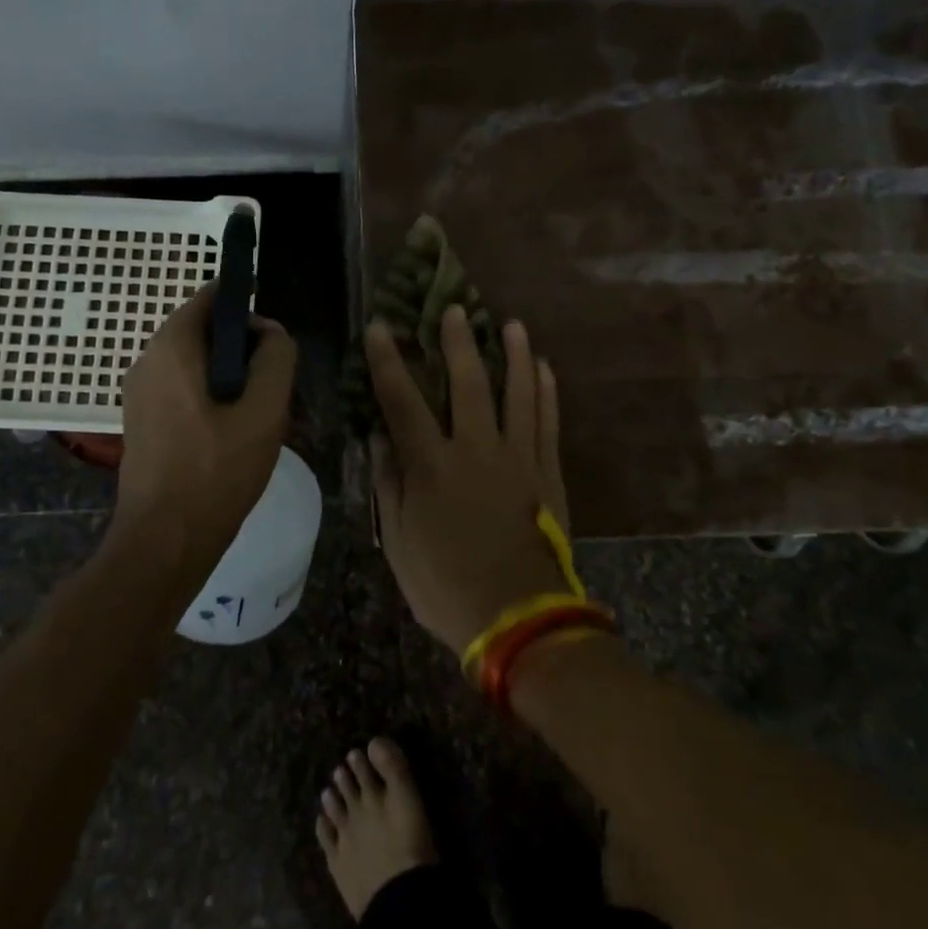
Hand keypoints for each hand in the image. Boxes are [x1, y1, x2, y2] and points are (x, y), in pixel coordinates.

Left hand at [113, 283, 297, 575]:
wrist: (164, 541)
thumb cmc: (217, 471)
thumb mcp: (265, 411)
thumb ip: (276, 358)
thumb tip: (271, 332)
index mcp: (171, 347)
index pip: (210, 296)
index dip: (247, 308)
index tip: (273, 344)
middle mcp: (147, 360)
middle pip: (203, 330)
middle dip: (242, 349)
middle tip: (269, 388)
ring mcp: (139, 392)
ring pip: (195, 363)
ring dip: (228, 377)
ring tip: (255, 416)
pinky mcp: (141, 420)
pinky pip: (181, 389)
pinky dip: (209, 397)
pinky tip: (230, 435)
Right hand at [366, 306, 570, 654]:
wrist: (520, 619)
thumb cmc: (446, 584)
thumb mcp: (399, 542)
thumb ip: (389, 484)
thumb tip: (379, 437)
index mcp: (432, 466)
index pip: (402, 400)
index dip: (389, 361)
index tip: (381, 327)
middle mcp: (475, 449)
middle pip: (468, 382)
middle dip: (458, 342)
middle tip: (455, 308)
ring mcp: (518, 458)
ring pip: (518, 392)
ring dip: (515, 355)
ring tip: (512, 324)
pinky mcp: (547, 472)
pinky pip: (548, 421)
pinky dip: (547, 391)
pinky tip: (545, 368)